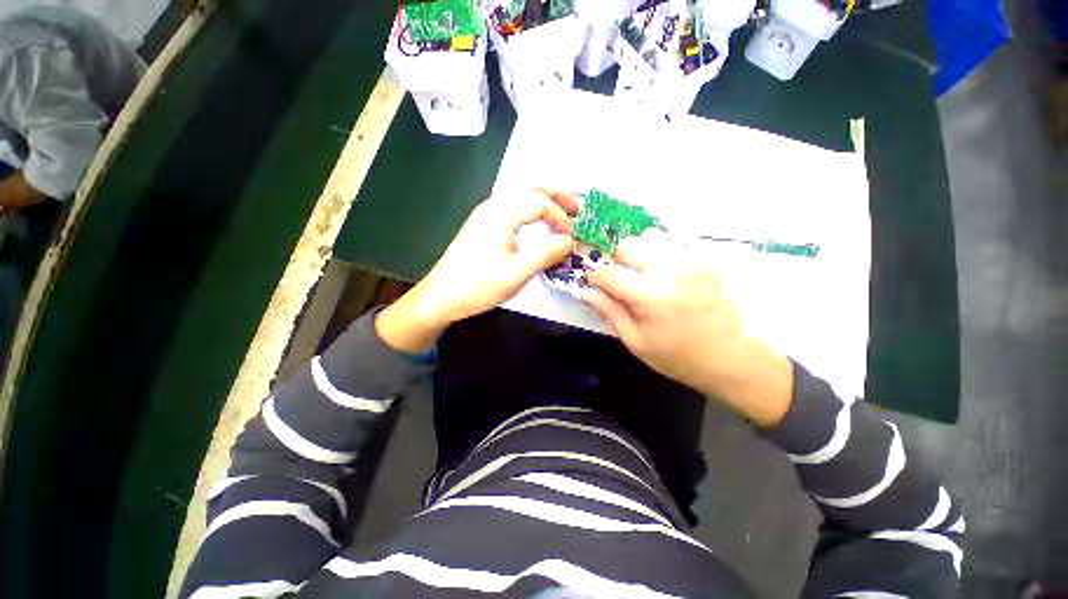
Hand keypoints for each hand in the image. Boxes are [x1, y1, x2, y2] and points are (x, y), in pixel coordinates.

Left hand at [377, 190, 574, 352]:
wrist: (440, 296)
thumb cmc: (478, 285)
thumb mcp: (517, 273)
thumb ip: (546, 254)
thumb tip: (569, 241)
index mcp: (502, 214)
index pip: (540, 203)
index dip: (561, 217)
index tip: (572, 236)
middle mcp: (493, 206)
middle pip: (530, 188)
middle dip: (556, 196)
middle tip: (576, 209)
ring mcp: (485, 214)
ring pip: (520, 197)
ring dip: (543, 202)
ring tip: (561, 216)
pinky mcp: (482, 225)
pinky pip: (512, 209)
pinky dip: (530, 212)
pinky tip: (536, 226)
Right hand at [584, 230, 793, 426]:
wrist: (734, 358)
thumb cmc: (679, 357)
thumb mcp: (637, 342)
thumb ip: (610, 312)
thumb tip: (587, 292)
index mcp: (648, 295)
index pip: (608, 273)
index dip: (595, 277)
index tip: (595, 285)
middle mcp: (668, 269)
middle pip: (627, 245)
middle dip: (616, 260)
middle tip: (621, 279)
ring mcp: (690, 260)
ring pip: (650, 235)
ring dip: (639, 250)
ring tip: (643, 271)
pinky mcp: (705, 259)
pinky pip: (675, 239)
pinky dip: (661, 248)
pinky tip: (664, 268)